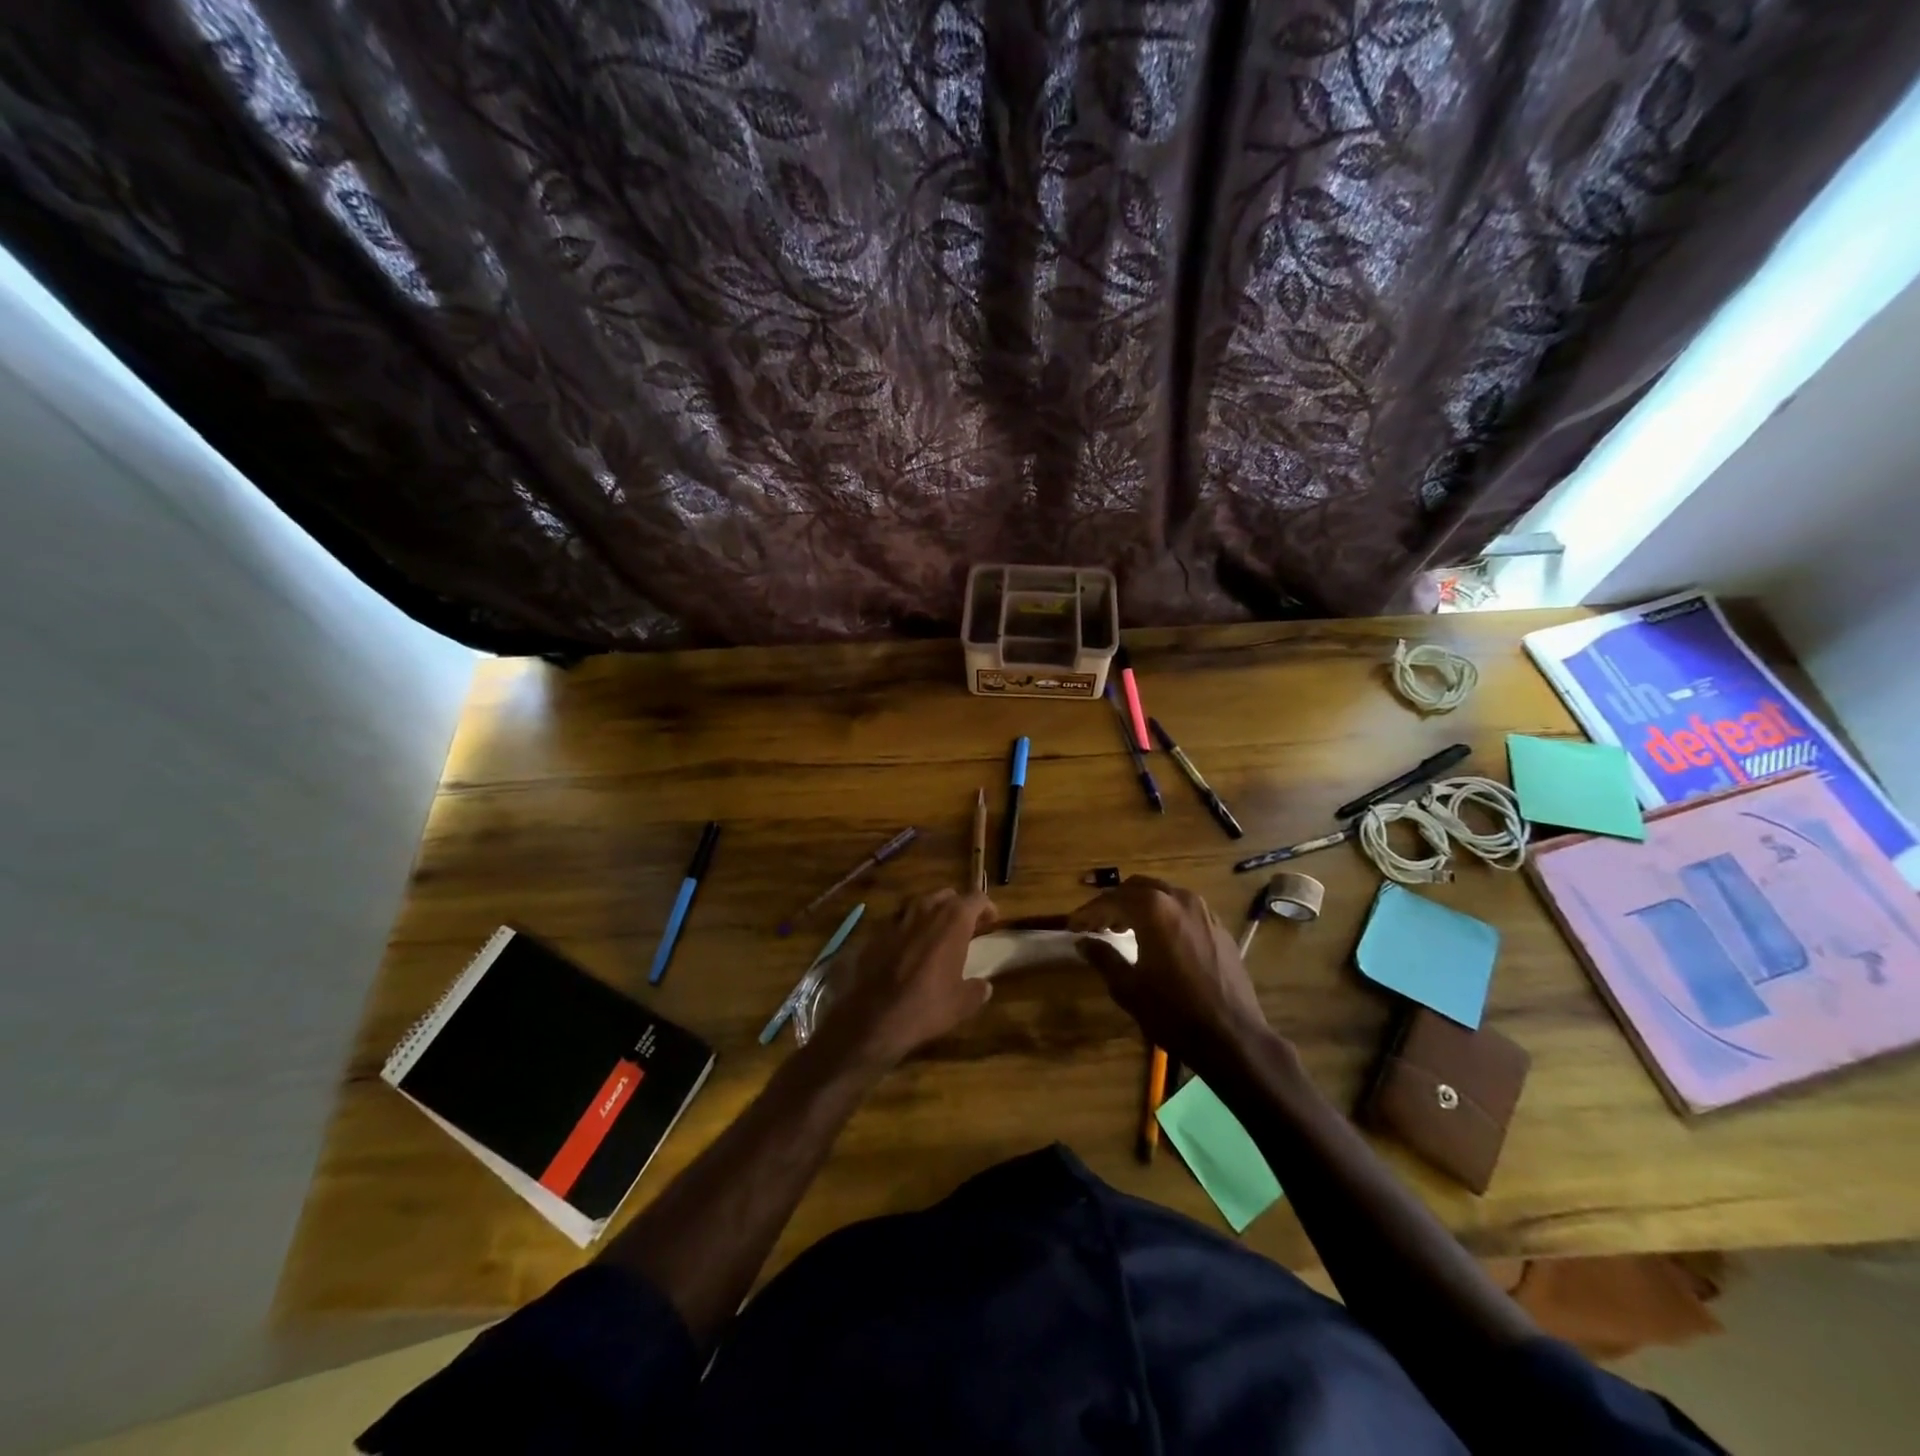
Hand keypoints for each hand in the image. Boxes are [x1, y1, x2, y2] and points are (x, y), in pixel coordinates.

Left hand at [817, 889, 996, 1070]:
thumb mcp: (962, 1003)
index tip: (991, 921)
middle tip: (965, 928)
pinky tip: (908, 948)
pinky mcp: (877, 932)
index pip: (976, 898)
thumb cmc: (927, 1006)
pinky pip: (899, 921)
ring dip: (932, 913)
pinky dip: (908, 929)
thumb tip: (984, 986)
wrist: (875, 1017)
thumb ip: (977, 989)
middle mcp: (926, 910)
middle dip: (959, 907)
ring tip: (937, 934)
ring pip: (921, 903)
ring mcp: (898, 919)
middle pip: (947, 896)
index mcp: (953, 921)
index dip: (987, 907)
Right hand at [1069, 876, 1275, 1071]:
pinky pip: (1183, 909)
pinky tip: (1157, 938)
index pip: (1111, 900)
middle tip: (1097, 924)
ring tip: (1123, 929)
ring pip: (1162, 894)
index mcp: (1153, 909)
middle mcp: (1179, 899)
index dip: (1088, 912)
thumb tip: (1083, 942)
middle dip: (1114, 902)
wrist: (1232, 1037)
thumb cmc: (1173, 1013)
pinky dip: (1163, 914)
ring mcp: (1204, 911)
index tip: (1072, 926)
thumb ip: (1103, 958)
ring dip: (1139, 905)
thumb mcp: (1128, 988)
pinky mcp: (1219, 927)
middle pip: (1137, 888)